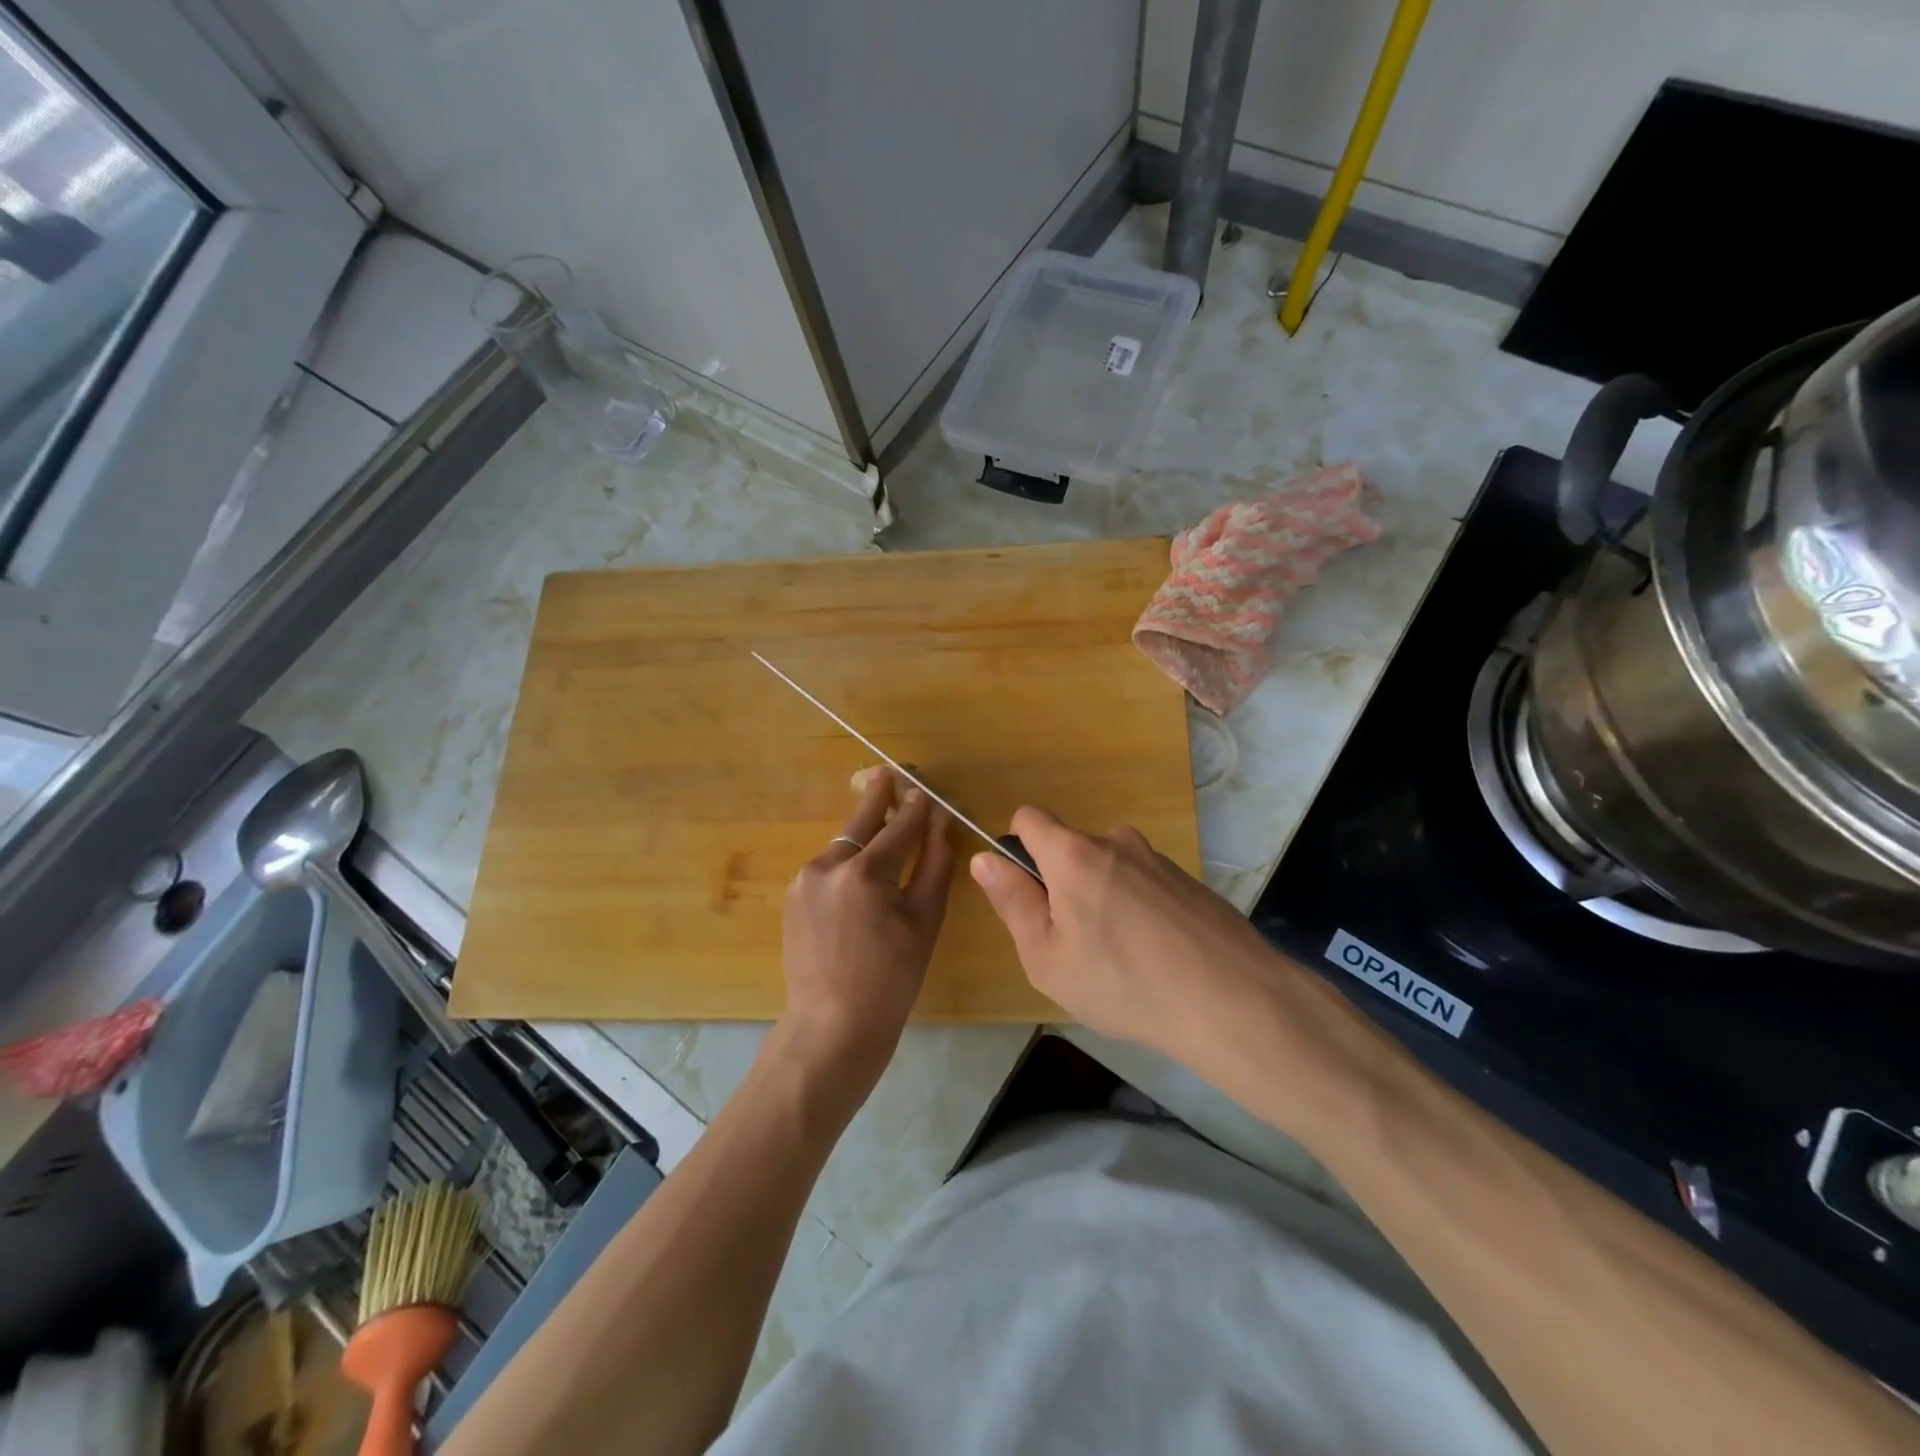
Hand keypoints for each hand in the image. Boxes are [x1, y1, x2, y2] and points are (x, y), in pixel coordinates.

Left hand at [778, 767, 953, 1082]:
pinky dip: (847, 862)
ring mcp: (804, 879)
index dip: (918, 808)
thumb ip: (933, 868)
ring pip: (843, 845)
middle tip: (888, 773)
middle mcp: (828, 865)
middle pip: (860, 820)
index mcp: (865, 873)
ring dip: (863, 836)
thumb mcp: (924, 923)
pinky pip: (828, 867)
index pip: (900, 827)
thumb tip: (941, 828)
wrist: (831, 1026)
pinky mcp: (793, 895)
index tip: (926, 790)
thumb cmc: (891, 980)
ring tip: (882, 830)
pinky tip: (861, 874)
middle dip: (877, 795)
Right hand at [970, 807, 1280, 1063]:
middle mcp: (1115, 842)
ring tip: (1122, 957)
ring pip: (1110, 869)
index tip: (1031, 895)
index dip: (1020, 850)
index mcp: (1072, 854)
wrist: (1231, 999)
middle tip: (1077, 944)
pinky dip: (1140, 910)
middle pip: (1071, 848)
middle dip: (1064, 884)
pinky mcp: (1189, 881)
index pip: (1029, 818)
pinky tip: (1158, 956)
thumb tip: (984, 859)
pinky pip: (1145, 885)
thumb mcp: (1047, 956)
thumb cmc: (1122, 982)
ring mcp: (1157, 859)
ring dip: (1104, 898)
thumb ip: (1012, 902)